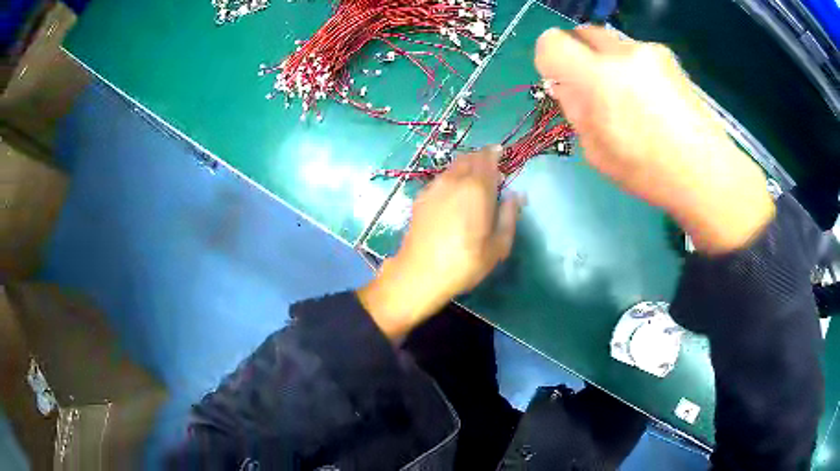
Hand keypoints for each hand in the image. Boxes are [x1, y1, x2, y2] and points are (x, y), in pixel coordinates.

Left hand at [358, 146, 521, 338]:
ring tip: (473, 182)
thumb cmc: (465, 261)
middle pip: (469, 158)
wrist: (420, 272)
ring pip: (453, 167)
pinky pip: (441, 179)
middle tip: (491, 171)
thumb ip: (509, 215)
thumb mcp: (499, 245)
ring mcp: (434, 187)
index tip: (501, 155)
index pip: (487, 157)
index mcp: (477, 187)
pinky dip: (452, 178)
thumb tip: (516, 196)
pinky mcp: (421, 197)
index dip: (495, 153)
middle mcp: (454, 180)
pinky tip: (454, 196)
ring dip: (466, 167)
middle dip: (481, 159)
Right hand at [535, 26, 773, 253]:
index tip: (560, 81)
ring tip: (629, 98)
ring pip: (610, 43)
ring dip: (607, 62)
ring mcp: (648, 50)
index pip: (551, 42)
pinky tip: (651, 98)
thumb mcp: (596, 151)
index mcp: (598, 78)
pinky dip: (632, 68)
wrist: (705, 171)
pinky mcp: (668, 56)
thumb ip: (574, 109)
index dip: (549, 59)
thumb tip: (564, 85)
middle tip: (591, 85)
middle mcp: (622, 53)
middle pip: (581, 32)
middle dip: (577, 54)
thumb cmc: (648, 171)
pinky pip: (635, 52)